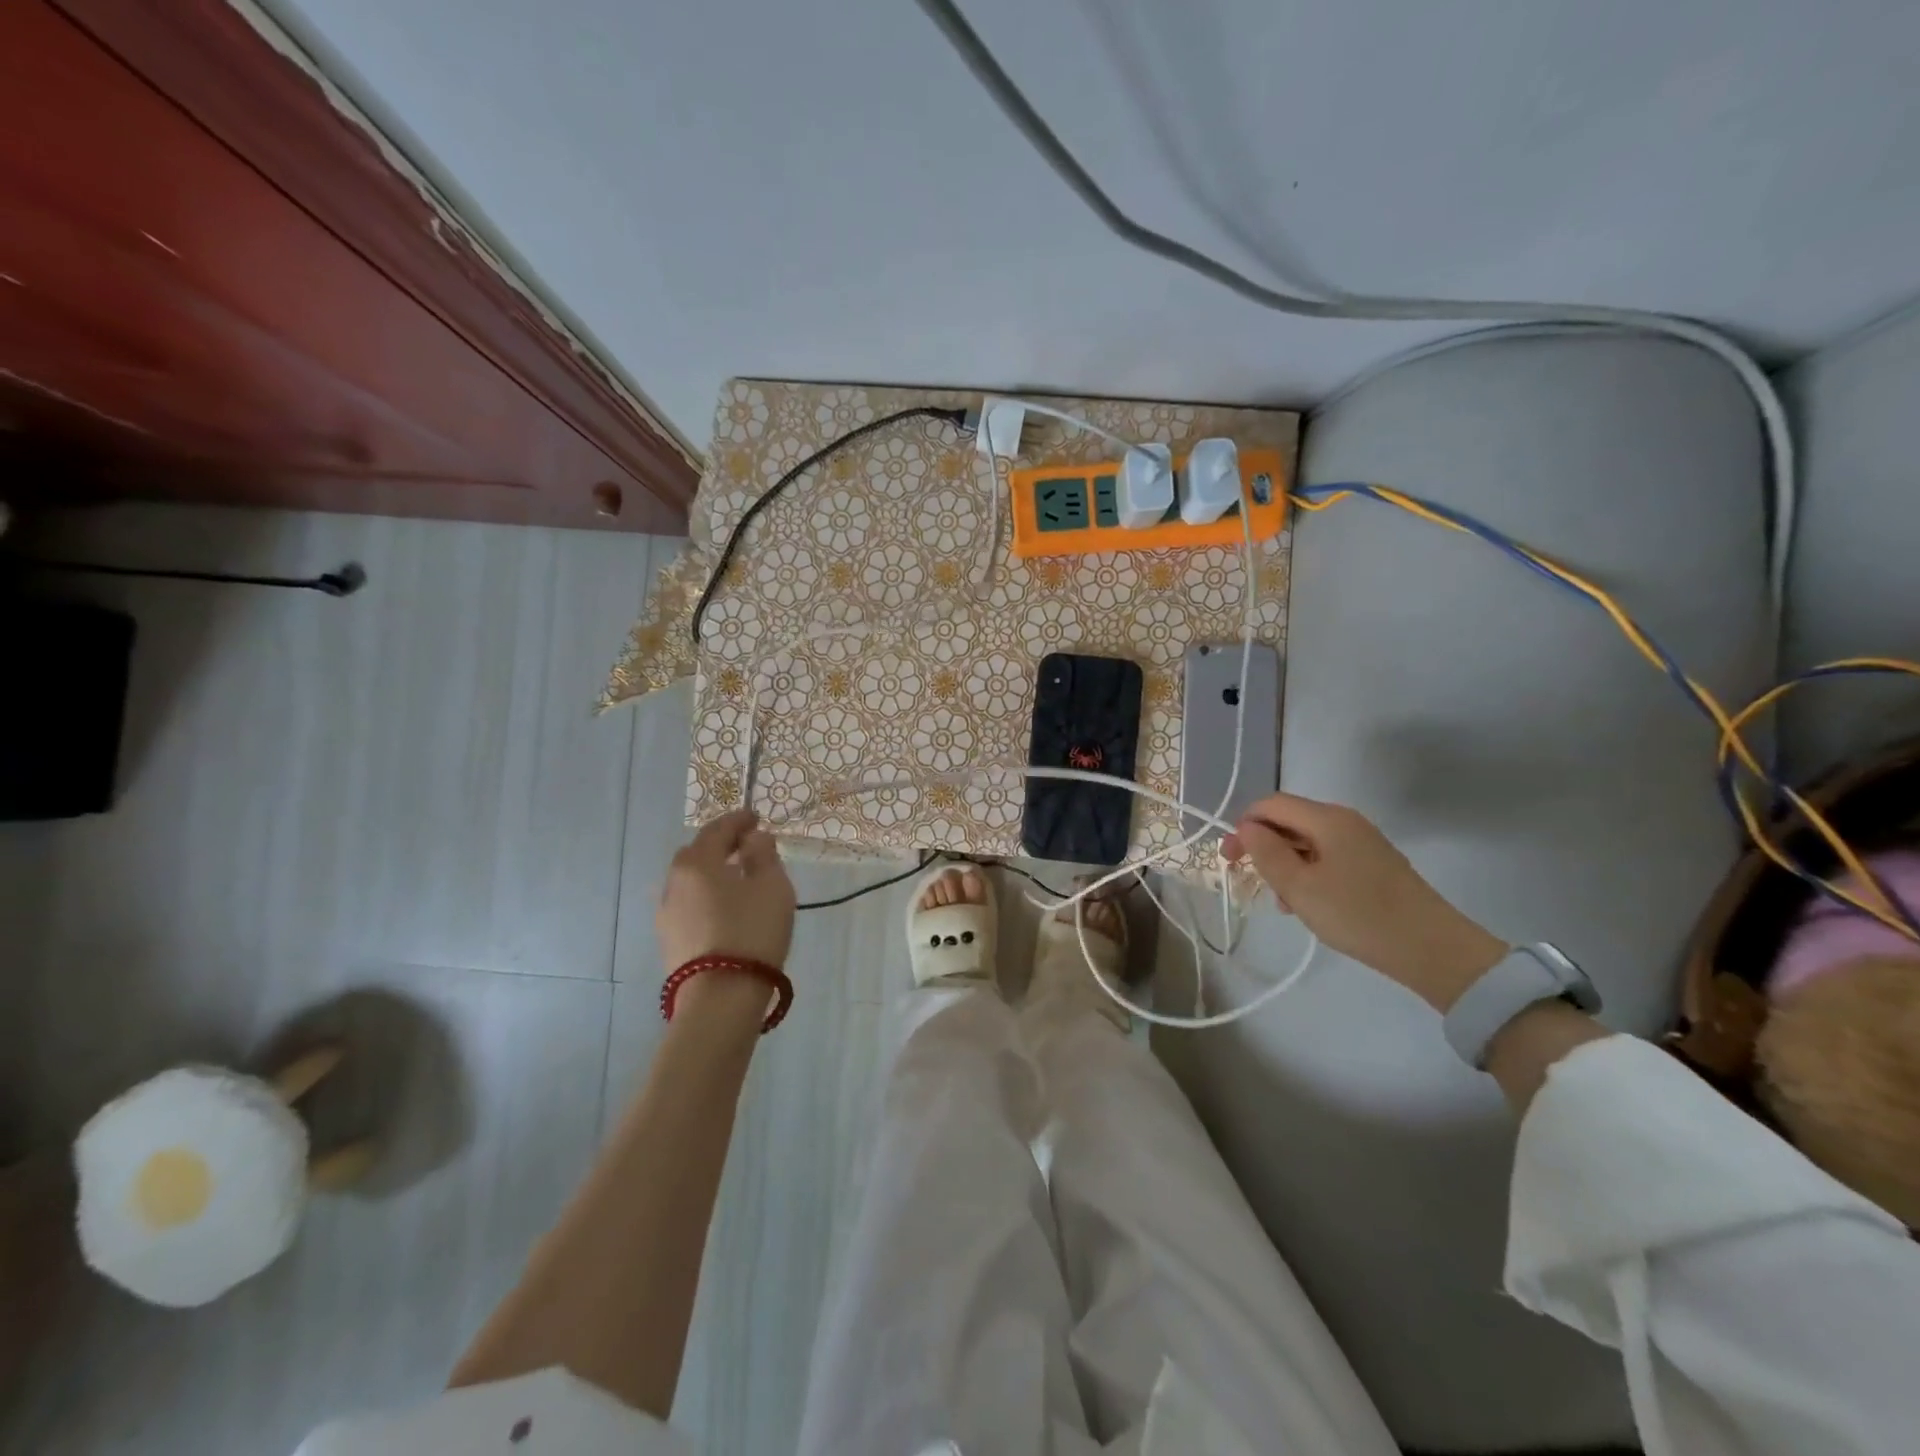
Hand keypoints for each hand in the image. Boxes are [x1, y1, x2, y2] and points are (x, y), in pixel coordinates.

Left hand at [657, 809, 795, 971]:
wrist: (719, 997)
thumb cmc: (752, 931)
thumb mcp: (772, 887)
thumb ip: (763, 855)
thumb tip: (754, 838)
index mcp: (697, 862)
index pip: (717, 830)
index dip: (738, 820)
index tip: (755, 816)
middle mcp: (674, 882)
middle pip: (697, 853)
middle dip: (721, 845)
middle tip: (747, 846)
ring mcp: (666, 914)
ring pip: (690, 881)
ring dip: (712, 873)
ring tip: (739, 879)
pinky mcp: (669, 940)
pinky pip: (689, 904)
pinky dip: (706, 896)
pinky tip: (725, 908)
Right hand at [1223, 792, 1506, 1010]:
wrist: (1432, 949)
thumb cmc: (1358, 915)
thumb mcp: (1300, 887)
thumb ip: (1267, 853)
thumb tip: (1248, 828)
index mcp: (1326, 819)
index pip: (1271, 804)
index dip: (1244, 825)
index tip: (1230, 858)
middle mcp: (1345, 821)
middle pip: (1289, 820)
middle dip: (1262, 845)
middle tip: (1245, 878)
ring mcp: (1362, 842)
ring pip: (1307, 841)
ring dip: (1284, 863)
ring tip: (1280, 901)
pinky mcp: (1373, 864)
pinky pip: (1327, 857)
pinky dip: (1307, 873)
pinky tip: (1307, 903)